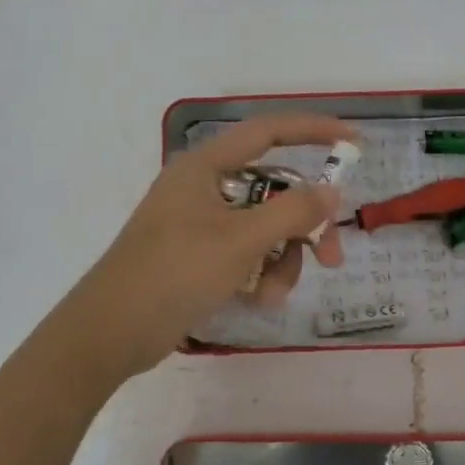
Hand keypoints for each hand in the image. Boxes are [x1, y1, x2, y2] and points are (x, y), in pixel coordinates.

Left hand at [62, 114, 353, 380]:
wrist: (112, 333)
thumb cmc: (175, 273)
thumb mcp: (241, 240)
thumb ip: (293, 212)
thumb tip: (332, 192)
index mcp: (206, 167)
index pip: (268, 132)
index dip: (313, 131)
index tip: (353, 142)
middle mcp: (205, 188)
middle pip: (275, 192)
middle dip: (303, 227)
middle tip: (331, 257)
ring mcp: (201, 225)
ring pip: (265, 230)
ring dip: (280, 261)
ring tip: (271, 293)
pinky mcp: (199, 258)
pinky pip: (247, 255)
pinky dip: (259, 275)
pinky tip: (256, 302)